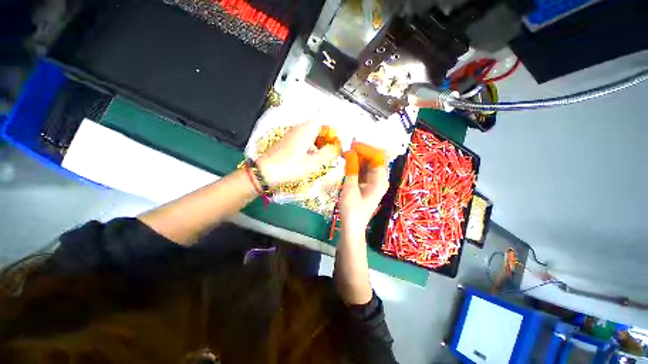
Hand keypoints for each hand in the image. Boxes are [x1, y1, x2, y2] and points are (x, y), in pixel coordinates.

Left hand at [257, 121, 339, 186]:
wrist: (265, 172)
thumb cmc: (290, 167)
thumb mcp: (312, 163)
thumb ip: (326, 153)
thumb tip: (334, 147)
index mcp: (305, 131)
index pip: (322, 121)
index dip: (331, 130)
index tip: (335, 141)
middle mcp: (298, 129)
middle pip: (316, 126)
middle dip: (325, 136)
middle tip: (330, 149)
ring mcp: (291, 135)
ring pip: (309, 133)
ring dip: (318, 141)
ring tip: (322, 154)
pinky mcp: (287, 142)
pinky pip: (303, 138)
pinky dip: (310, 145)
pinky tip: (310, 157)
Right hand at [340, 151, 388, 238]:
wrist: (352, 227)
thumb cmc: (352, 210)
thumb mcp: (350, 188)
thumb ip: (351, 169)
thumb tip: (350, 151)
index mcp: (380, 180)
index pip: (378, 156)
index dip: (366, 149)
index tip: (351, 145)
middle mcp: (380, 178)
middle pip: (374, 158)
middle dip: (362, 152)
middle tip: (347, 149)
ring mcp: (373, 181)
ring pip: (368, 163)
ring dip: (358, 158)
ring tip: (345, 154)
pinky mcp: (367, 184)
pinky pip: (363, 170)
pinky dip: (356, 165)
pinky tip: (347, 163)